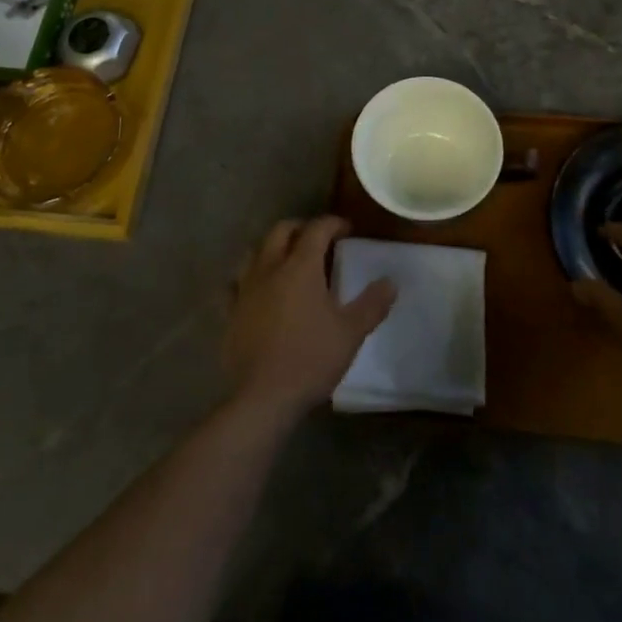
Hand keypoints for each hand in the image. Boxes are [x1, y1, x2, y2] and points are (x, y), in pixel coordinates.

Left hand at [225, 215, 395, 421]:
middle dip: (301, 227)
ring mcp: (245, 289)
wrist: (263, 397)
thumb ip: (372, 304)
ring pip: (255, 251)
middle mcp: (270, 268)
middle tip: (318, 239)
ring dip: (273, 247)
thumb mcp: (351, 332)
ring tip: (288, 259)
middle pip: (281, 231)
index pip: (317, 229)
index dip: (333, 223)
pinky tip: (257, 289)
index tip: (348, 229)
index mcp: (300, 266)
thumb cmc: (311, 358)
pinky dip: (249, 277)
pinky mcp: (230, 312)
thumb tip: (390, 282)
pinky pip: (236, 283)